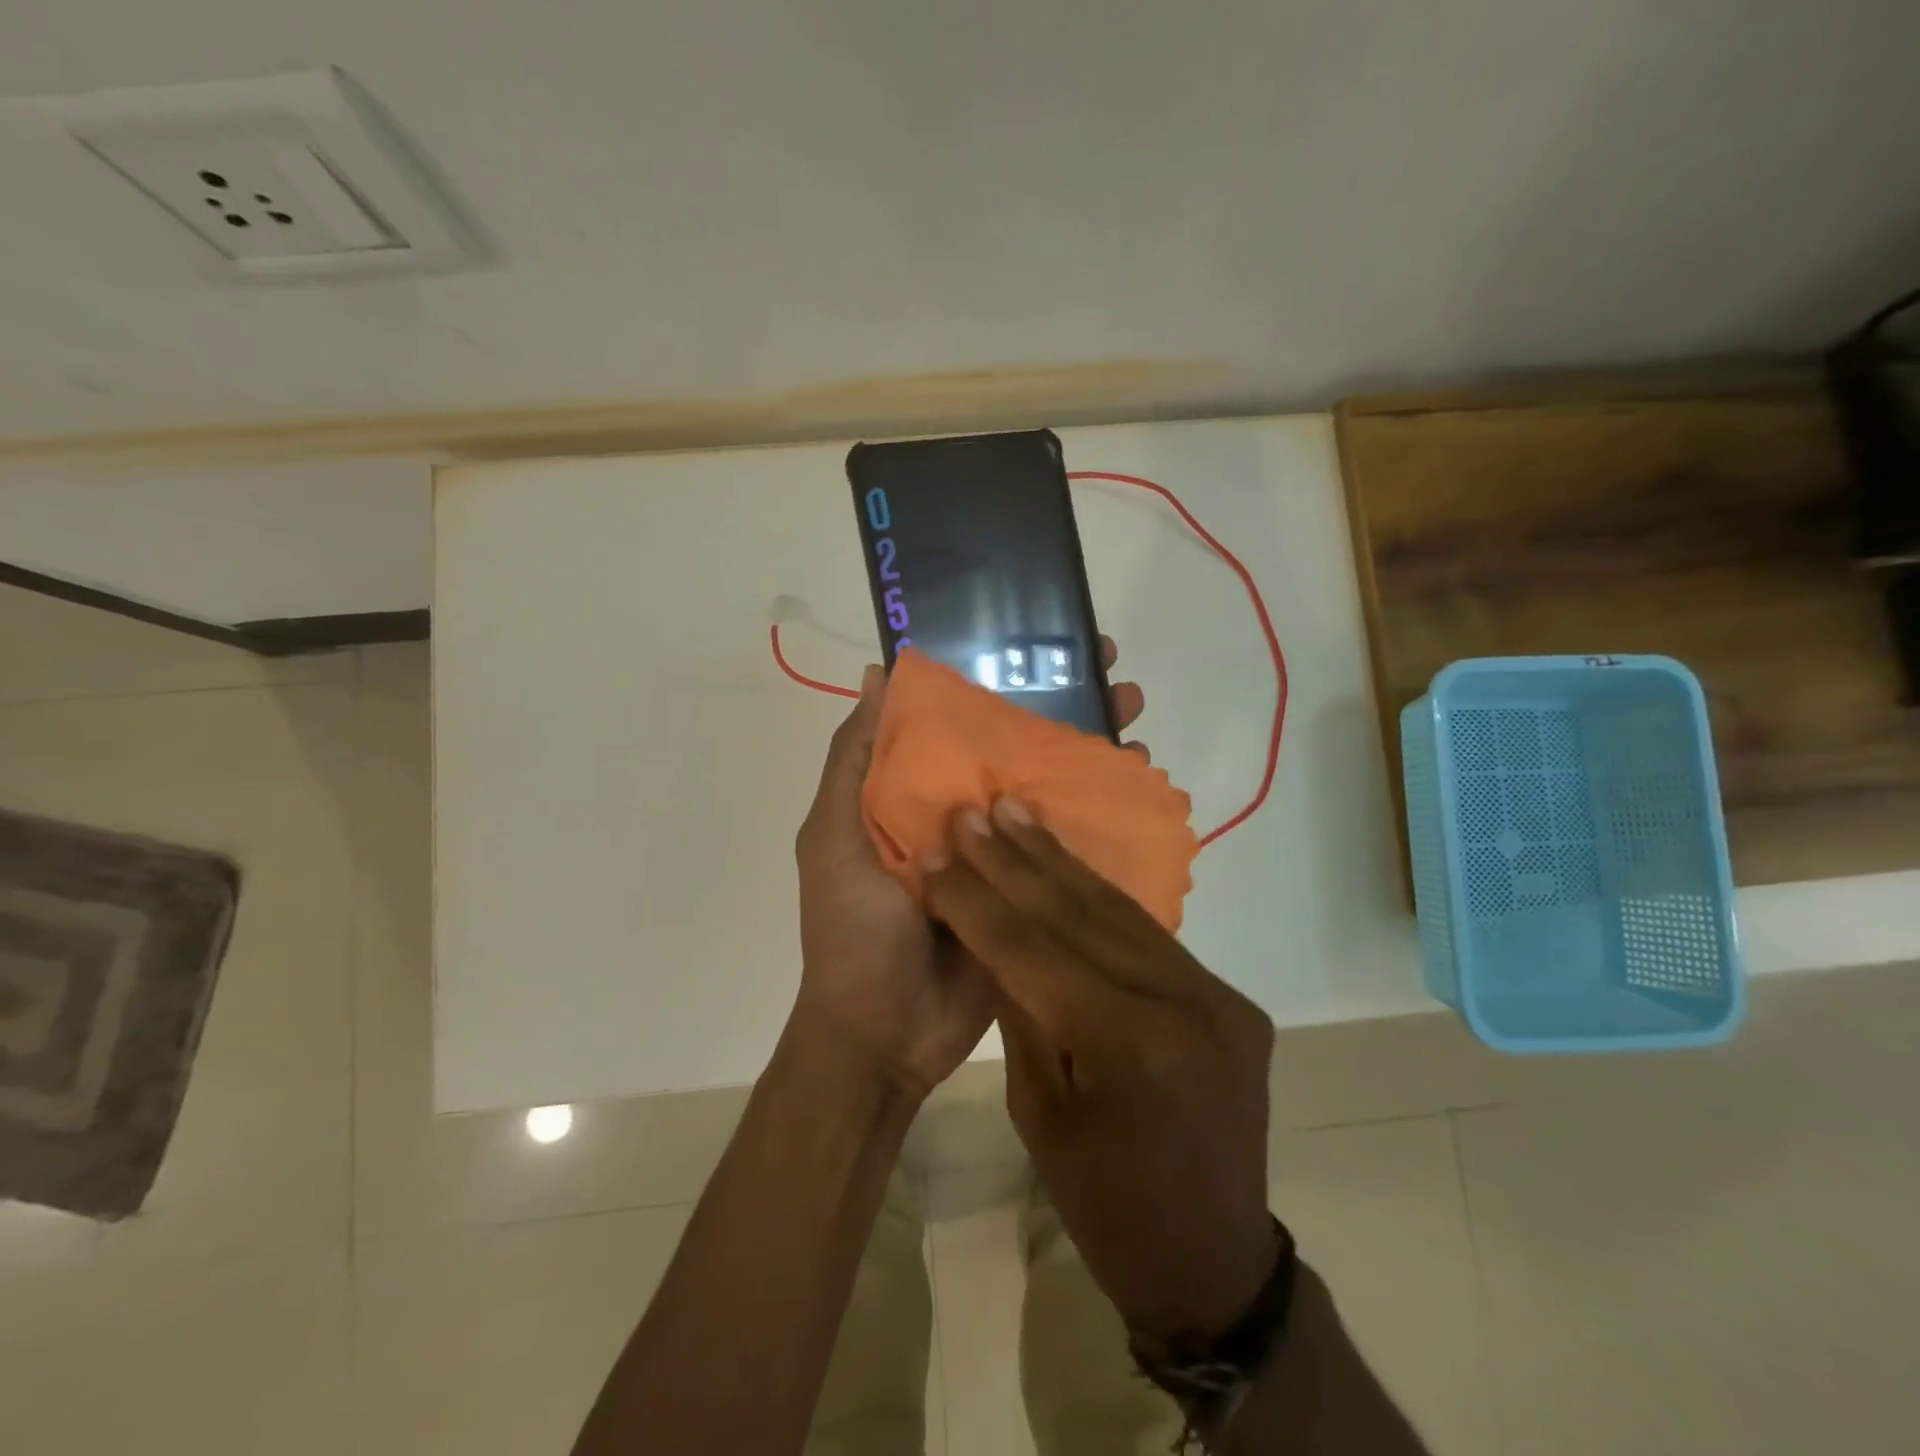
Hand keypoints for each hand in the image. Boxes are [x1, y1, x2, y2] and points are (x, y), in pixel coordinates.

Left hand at [792, 640, 1147, 1099]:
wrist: (885, 1035)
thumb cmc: (852, 928)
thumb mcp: (834, 836)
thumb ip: (852, 761)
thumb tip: (876, 673)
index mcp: (914, 790)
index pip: (959, 719)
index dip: (996, 677)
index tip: (1036, 638)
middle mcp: (962, 810)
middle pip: (1015, 745)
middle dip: (1060, 703)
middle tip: (1106, 667)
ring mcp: (1003, 850)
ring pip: (1050, 787)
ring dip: (1090, 750)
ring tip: (1133, 715)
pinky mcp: (1034, 891)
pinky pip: (1069, 846)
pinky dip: (1101, 815)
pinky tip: (1136, 787)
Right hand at [921, 800, 1277, 1339]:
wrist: (1212, 1264)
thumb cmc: (1107, 1207)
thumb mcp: (1040, 1114)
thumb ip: (1022, 1012)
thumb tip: (996, 936)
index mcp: (1133, 1047)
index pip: (1035, 953)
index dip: (978, 901)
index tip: (940, 852)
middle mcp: (1186, 1004)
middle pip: (1080, 916)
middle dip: (1015, 862)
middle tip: (976, 811)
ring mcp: (1217, 995)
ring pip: (1119, 911)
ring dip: (1058, 862)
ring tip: (1016, 814)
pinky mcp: (1227, 996)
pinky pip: (1148, 934)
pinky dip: (1099, 895)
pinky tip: (1065, 862)